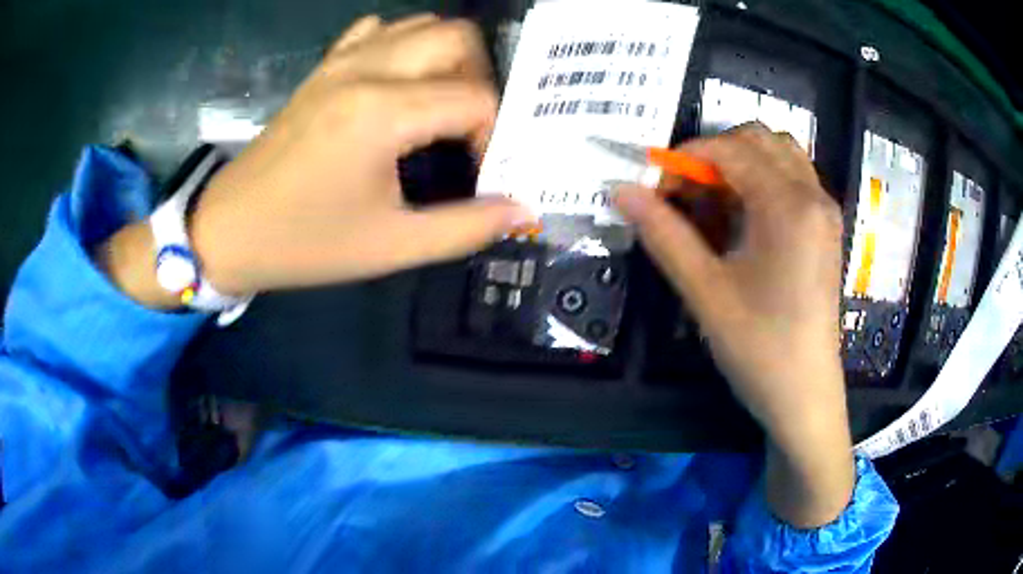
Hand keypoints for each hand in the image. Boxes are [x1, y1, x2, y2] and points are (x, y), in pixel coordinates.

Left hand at [188, 14, 531, 295]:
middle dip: (480, 79)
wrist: (228, 230)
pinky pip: (377, 32)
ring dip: (446, 59)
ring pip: (420, 26)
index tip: (480, 170)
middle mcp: (365, 70)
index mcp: (382, 113)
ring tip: (439, 107)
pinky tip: (399, 85)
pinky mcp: (323, 68)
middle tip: (468, 128)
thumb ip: (466, 227)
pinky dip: (403, 47)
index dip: (493, 134)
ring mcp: (340, 62)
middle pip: (456, 37)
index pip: (475, 97)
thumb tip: (524, 210)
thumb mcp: (391, 246)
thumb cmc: (304, 243)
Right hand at [615, 123, 853, 526]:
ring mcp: (824, 211)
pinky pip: (793, 179)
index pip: (730, 149)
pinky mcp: (826, 228)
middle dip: (715, 155)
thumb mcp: (705, 292)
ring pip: (779, 154)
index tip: (657, 191)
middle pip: (759, 138)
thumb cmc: (759, 349)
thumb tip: (621, 191)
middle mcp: (813, 195)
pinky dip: (763, 181)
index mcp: (788, 205)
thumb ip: (663, 234)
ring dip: (742, 164)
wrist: (805, 396)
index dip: (686, 159)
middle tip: (687, 196)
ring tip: (716, 204)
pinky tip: (744, 220)